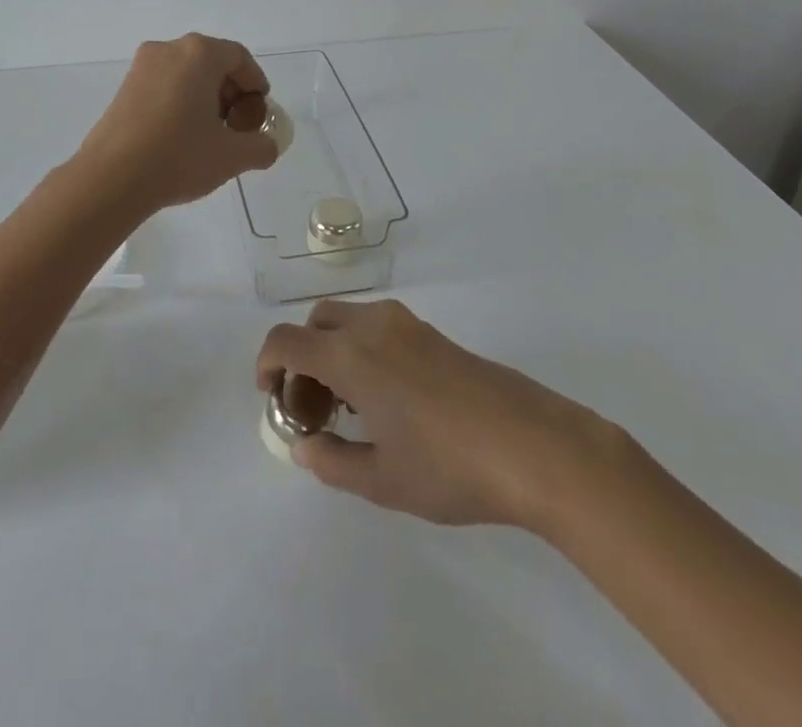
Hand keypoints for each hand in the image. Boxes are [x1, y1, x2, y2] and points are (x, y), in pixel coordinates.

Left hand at [73, 33, 280, 214]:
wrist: (111, 179)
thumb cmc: (179, 157)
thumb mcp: (232, 156)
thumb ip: (261, 146)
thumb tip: (267, 145)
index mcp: (199, 54)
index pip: (239, 57)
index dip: (255, 83)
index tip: (260, 112)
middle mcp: (169, 49)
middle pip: (212, 62)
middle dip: (230, 92)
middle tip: (238, 126)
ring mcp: (142, 67)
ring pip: (186, 74)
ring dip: (205, 97)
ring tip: (210, 135)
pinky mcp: (124, 88)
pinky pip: (164, 85)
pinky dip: (180, 102)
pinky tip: (181, 136)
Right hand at [255, 299, 621, 528]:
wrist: (534, 446)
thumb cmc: (450, 466)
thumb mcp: (382, 480)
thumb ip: (332, 461)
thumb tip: (304, 447)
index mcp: (350, 355)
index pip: (286, 340)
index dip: (266, 364)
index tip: (271, 398)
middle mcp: (372, 326)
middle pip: (315, 323)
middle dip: (301, 359)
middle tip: (312, 410)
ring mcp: (405, 324)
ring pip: (347, 321)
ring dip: (331, 352)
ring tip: (349, 408)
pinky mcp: (431, 332)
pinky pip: (376, 327)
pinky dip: (360, 349)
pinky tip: (385, 399)